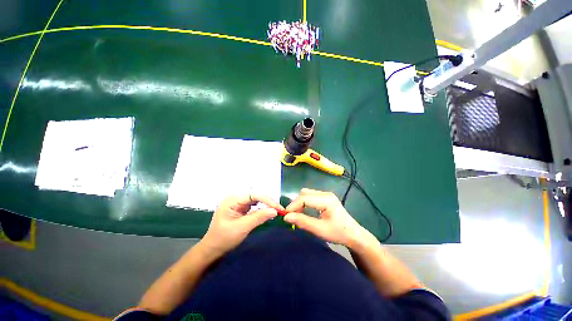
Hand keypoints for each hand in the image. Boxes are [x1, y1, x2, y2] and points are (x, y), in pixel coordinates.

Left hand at [201, 194, 282, 255]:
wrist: (212, 249)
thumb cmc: (223, 239)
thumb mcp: (242, 228)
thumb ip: (258, 217)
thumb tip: (275, 211)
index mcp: (232, 200)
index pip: (253, 194)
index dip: (267, 199)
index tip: (278, 207)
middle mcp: (235, 198)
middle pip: (255, 195)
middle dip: (268, 201)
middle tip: (279, 209)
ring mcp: (238, 203)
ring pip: (256, 199)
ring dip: (266, 203)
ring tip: (275, 210)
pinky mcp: (241, 208)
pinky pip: (254, 204)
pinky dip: (262, 207)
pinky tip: (267, 211)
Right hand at [284, 188, 369, 248]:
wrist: (353, 234)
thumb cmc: (338, 233)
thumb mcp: (319, 230)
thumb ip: (302, 222)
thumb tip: (286, 217)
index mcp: (327, 200)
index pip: (305, 198)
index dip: (293, 205)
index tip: (285, 215)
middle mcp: (326, 194)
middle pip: (305, 193)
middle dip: (296, 203)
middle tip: (291, 216)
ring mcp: (326, 194)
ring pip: (307, 193)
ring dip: (299, 202)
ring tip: (297, 214)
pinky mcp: (325, 197)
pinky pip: (311, 196)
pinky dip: (304, 202)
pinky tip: (304, 211)